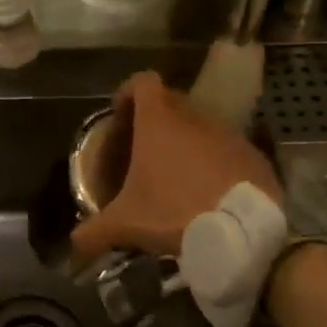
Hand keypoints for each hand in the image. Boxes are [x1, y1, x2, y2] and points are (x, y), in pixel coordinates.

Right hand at [70, 71, 280, 261]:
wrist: (244, 234)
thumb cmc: (175, 213)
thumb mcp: (126, 224)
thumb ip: (94, 231)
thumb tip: (73, 244)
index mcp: (159, 121)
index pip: (142, 82)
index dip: (128, 93)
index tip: (120, 117)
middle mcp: (194, 117)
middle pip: (170, 102)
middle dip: (154, 120)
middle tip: (141, 152)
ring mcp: (228, 134)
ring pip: (200, 126)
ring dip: (185, 142)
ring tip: (175, 176)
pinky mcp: (253, 155)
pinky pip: (226, 149)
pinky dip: (214, 162)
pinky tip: (208, 192)